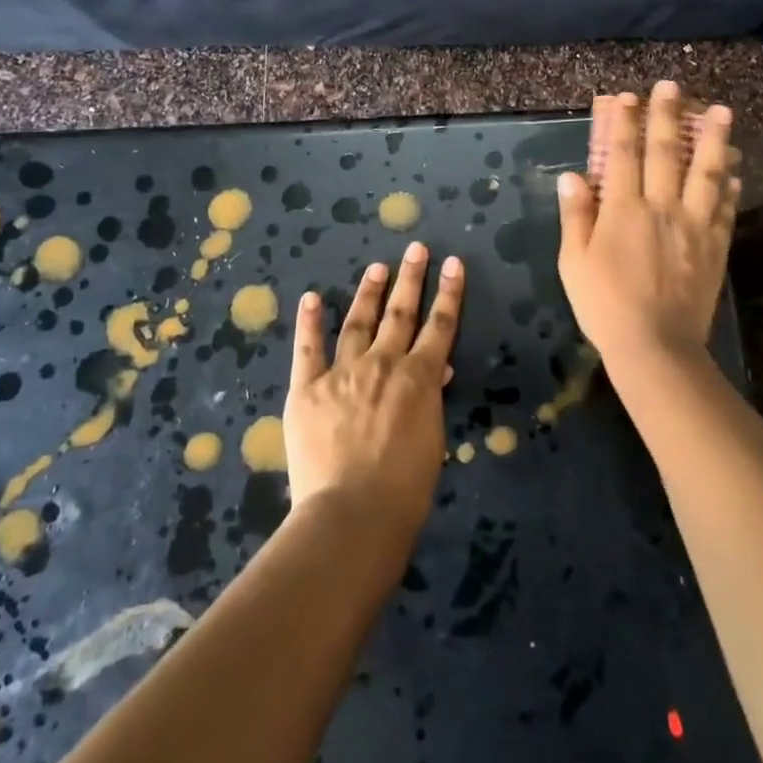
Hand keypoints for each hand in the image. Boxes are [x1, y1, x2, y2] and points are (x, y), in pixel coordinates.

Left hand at [283, 243, 463, 538]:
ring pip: (358, 322)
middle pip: (400, 313)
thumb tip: (434, 370)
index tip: (453, 264)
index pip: (440, 326)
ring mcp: (343, 372)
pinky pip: (308, 349)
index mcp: (418, 378)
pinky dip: (309, 323)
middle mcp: (383, 364)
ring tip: (376, 268)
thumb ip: (429, 400)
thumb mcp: (431, 441)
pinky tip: (310, 299)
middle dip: (411, 278)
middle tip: (416, 248)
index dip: (449, 293)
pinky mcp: (308, 388)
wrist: (353, 513)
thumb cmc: (405, 489)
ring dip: (368, 293)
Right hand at [558, 81, 739, 385]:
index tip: (625, 97)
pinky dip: (730, 185)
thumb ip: (577, 216)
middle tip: (671, 86)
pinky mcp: (715, 246)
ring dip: (713, 139)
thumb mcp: (574, 262)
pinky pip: (725, 208)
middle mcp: (661, 207)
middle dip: (666, 116)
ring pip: (706, 172)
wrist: (655, 346)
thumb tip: (573, 177)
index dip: (623, 123)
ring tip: (721, 111)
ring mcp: (693, 225)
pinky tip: (735, 169)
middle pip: (665, 152)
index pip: (622, 155)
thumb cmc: (605, 305)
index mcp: (623, 209)